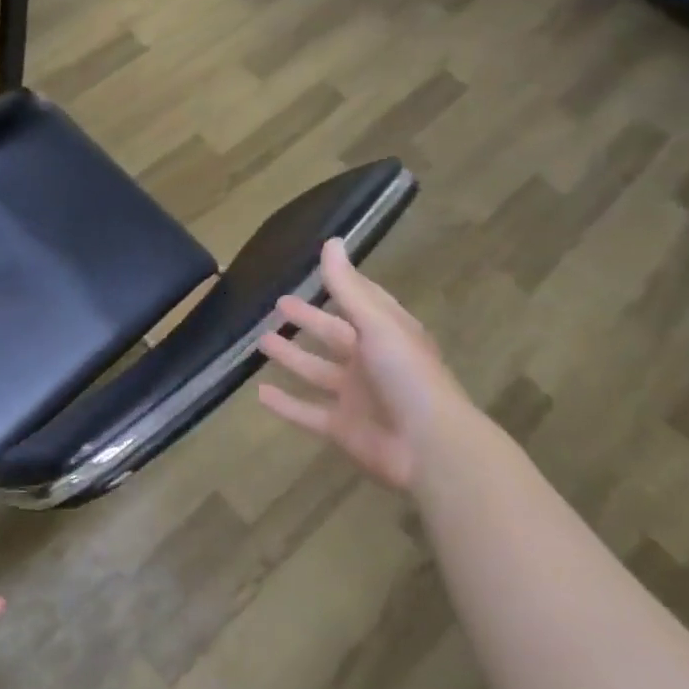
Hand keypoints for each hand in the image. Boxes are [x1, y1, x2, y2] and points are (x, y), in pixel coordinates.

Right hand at [257, 239, 481, 492]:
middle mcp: (371, 362)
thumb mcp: (377, 324)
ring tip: (261, 341)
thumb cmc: (407, 375)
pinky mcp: (341, 428)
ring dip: (291, 356)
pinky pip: (306, 412)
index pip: (362, 303)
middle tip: (278, 305)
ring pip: (316, 371)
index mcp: (387, 334)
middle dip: (308, 320)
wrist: (429, 447)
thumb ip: (348, 287)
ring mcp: (355, 397)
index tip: (318, 270)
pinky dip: (284, 404)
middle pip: (333, 335)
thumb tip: (332, 241)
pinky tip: (259, 393)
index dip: (342, 287)